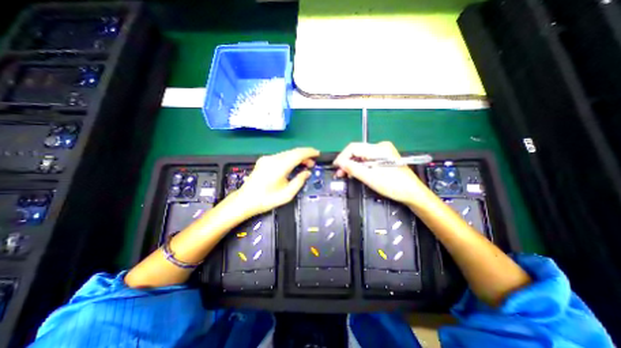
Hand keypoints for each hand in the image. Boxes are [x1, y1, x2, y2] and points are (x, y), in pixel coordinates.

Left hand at [235, 147, 316, 216]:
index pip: (298, 154)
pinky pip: (281, 156)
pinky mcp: (263, 160)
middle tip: (312, 163)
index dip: (309, 152)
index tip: (318, 153)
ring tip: (305, 164)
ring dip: (297, 157)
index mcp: (279, 166)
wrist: (245, 200)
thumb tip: (307, 172)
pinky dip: (290, 158)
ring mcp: (267, 158)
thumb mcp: (287, 194)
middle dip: (305, 155)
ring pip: (287, 153)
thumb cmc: (267, 200)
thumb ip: (299, 181)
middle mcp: (273, 159)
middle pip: (292, 151)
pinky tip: (293, 165)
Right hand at [333, 142, 429, 206]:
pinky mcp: (384, 157)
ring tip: (345, 174)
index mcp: (378, 149)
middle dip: (346, 161)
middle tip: (339, 172)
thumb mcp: (370, 178)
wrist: (412, 193)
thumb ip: (353, 169)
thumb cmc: (393, 186)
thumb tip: (340, 163)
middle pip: (357, 151)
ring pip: (361, 155)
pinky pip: (367, 159)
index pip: (353, 148)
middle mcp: (381, 146)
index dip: (342, 156)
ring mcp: (383, 151)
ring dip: (352, 164)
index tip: (336, 166)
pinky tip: (355, 172)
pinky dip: (360, 165)